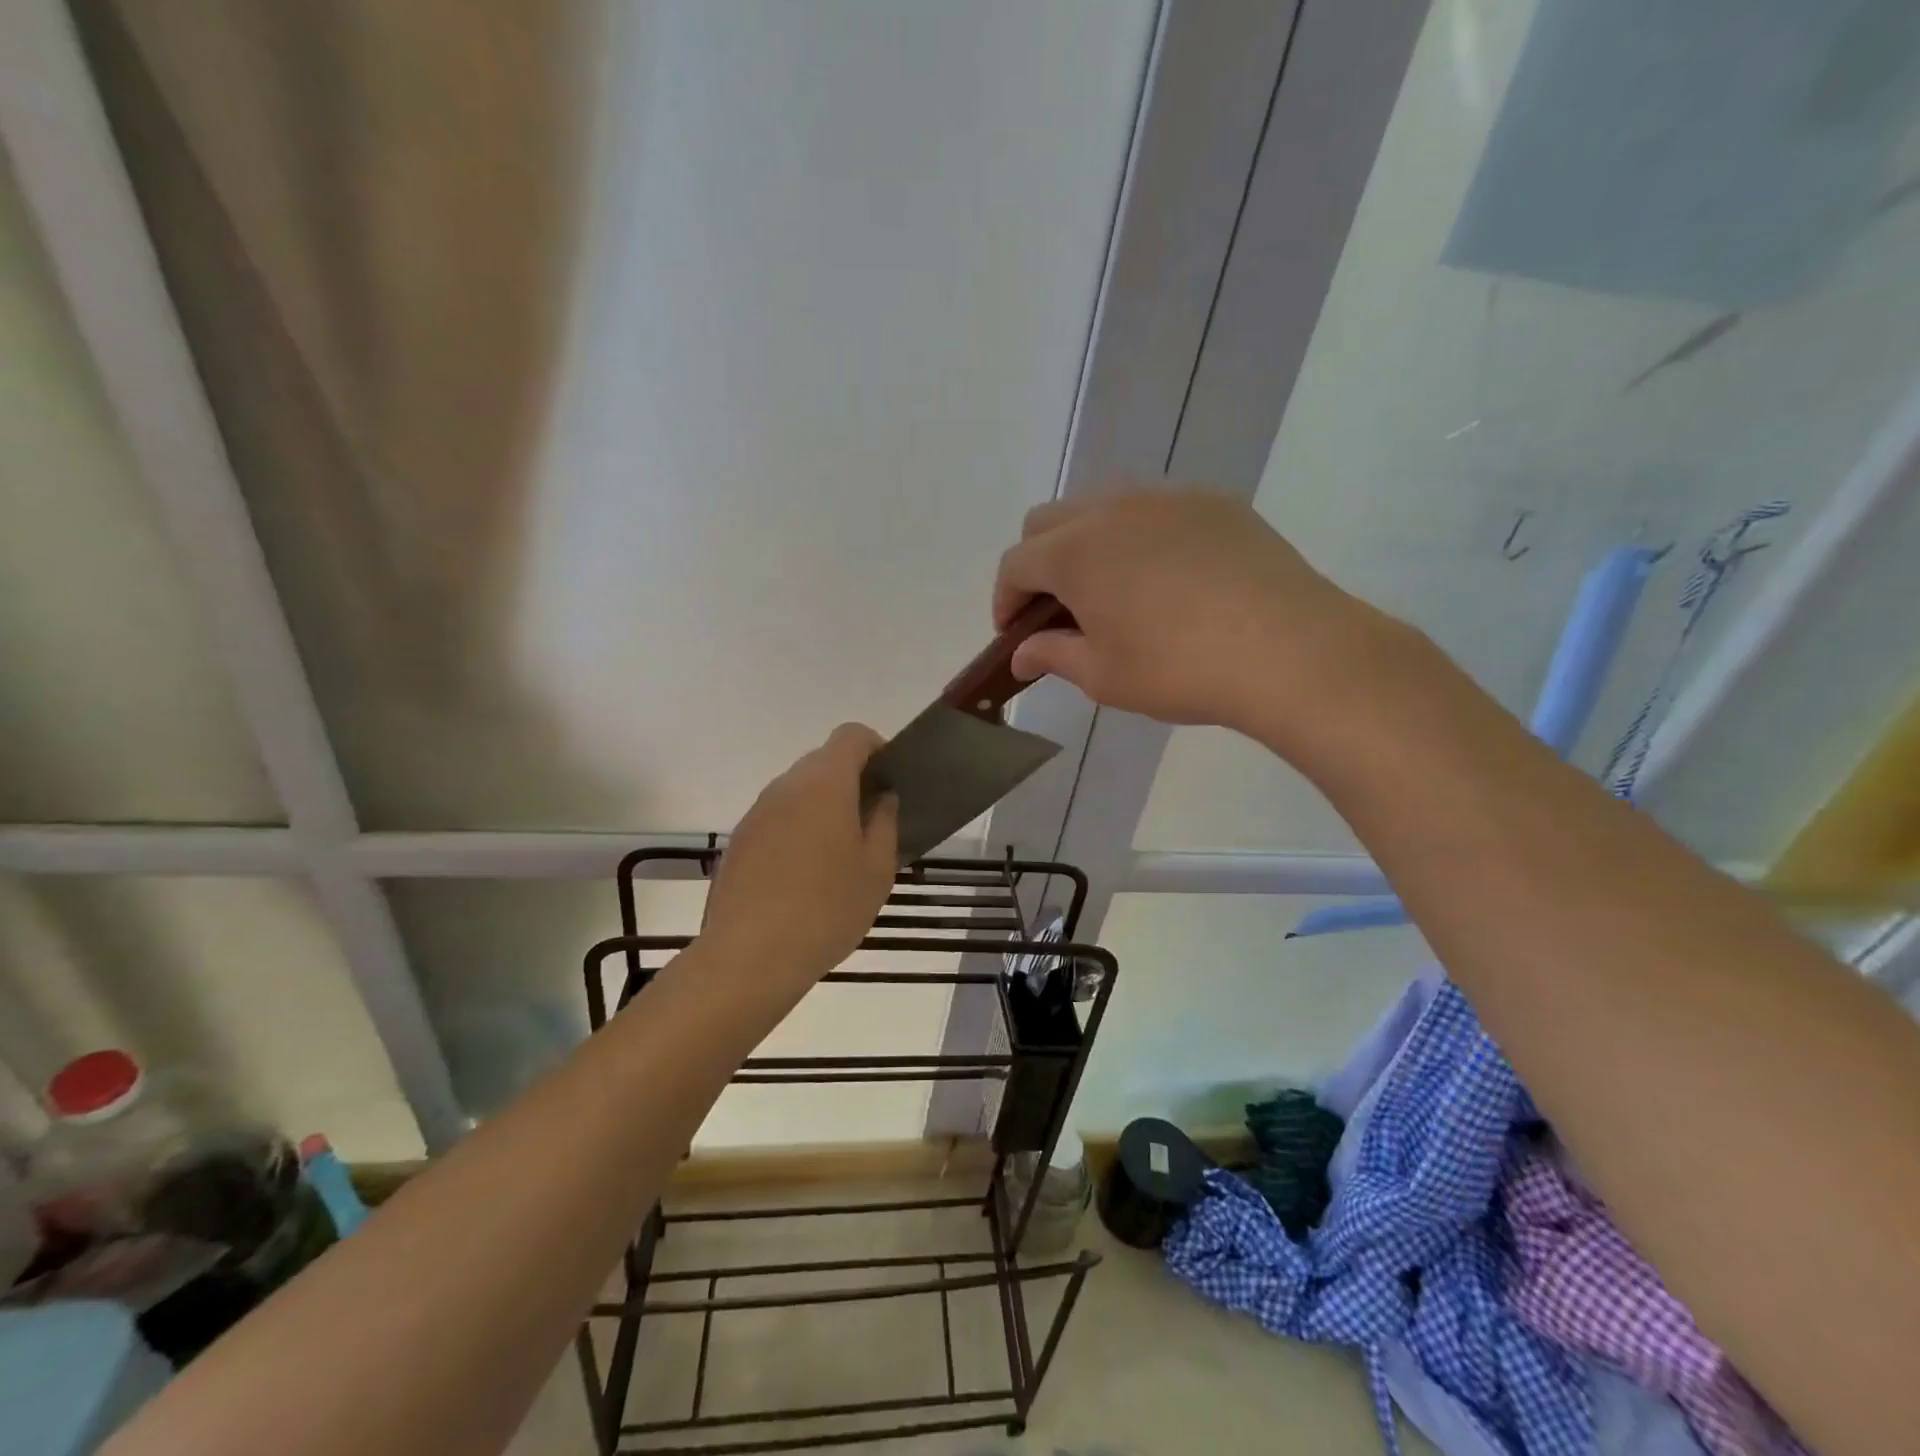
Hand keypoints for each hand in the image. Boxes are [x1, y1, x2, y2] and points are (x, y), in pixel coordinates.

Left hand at [701, 724, 898, 1003]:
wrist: (749, 956)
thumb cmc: (826, 909)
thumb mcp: (876, 870)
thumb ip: (885, 823)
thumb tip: (882, 798)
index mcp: (825, 784)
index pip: (851, 735)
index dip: (875, 747)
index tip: (888, 780)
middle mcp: (786, 786)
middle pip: (822, 761)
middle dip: (850, 780)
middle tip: (871, 822)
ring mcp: (757, 812)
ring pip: (797, 791)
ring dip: (822, 807)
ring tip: (838, 854)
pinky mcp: (739, 840)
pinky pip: (777, 818)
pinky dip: (796, 830)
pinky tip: (804, 876)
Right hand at [993, 485, 1381, 739]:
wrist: (1288, 650)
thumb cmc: (1179, 670)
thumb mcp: (1104, 676)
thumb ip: (1052, 656)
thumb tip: (1020, 654)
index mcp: (1075, 551)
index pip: (1015, 564)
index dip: (1005, 600)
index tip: (1015, 635)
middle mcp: (1112, 508)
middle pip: (1048, 522)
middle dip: (1037, 564)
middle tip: (1056, 612)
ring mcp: (1166, 497)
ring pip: (1100, 506)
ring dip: (1084, 543)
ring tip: (1109, 591)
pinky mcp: (1212, 502)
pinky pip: (1153, 508)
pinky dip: (1136, 536)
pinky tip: (1163, 578)